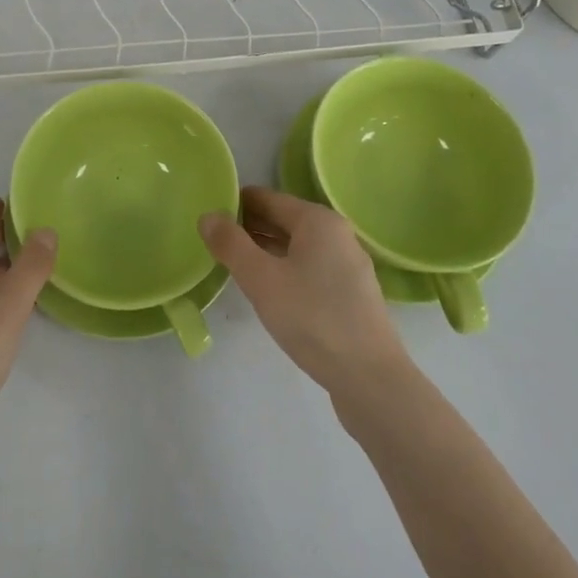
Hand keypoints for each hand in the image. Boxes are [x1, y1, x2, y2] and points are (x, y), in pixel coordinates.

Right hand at [200, 186, 409, 399]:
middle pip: (283, 220)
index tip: (207, 215)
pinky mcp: (350, 294)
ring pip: (296, 246)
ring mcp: (347, 265)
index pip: (267, 198)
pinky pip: (308, 268)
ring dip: (264, 250)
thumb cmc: (312, 318)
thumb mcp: (262, 280)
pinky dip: (284, 269)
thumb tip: (208, 215)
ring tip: (231, 263)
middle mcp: (337, 234)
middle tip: (212, 240)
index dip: (235, 203)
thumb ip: (231, 244)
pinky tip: (267, 290)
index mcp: (318, 221)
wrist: (370, 378)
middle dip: (248, 227)